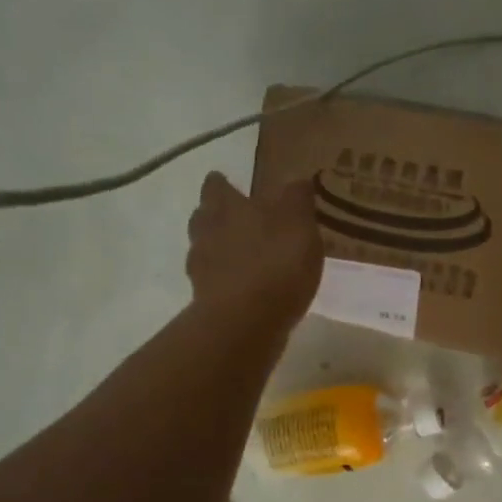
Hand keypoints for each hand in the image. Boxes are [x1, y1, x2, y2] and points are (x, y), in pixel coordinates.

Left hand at [186, 173, 322, 332]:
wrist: (246, 321)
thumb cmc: (276, 263)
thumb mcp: (299, 223)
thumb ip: (296, 199)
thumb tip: (296, 179)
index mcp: (228, 208)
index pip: (217, 187)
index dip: (222, 184)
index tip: (227, 182)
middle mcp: (207, 232)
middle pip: (204, 217)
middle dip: (216, 215)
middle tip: (235, 218)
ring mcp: (202, 269)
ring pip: (205, 249)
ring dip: (220, 249)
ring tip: (242, 255)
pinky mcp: (206, 300)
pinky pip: (214, 282)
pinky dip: (226, 280)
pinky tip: (244, 287)